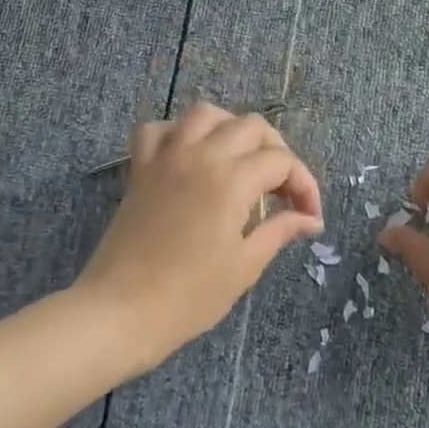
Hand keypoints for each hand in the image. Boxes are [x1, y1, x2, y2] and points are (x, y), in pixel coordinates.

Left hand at [77, 102, 322, 375]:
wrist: (119, 313)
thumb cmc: (187, 298)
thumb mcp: (244, 267)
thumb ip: (279, 231)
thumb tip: (309, 220)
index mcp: (231, 181)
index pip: (281, 162)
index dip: (304, 185)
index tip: (309, 217)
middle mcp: (200, 156)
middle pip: (251, 126)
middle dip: (276, 151)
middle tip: (281, 189)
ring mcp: (166, 158)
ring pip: (205, 114)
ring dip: (231, 129)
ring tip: (241, 159)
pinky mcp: (140, 169)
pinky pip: (157, 129)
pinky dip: (178, 133)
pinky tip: (190, 155)